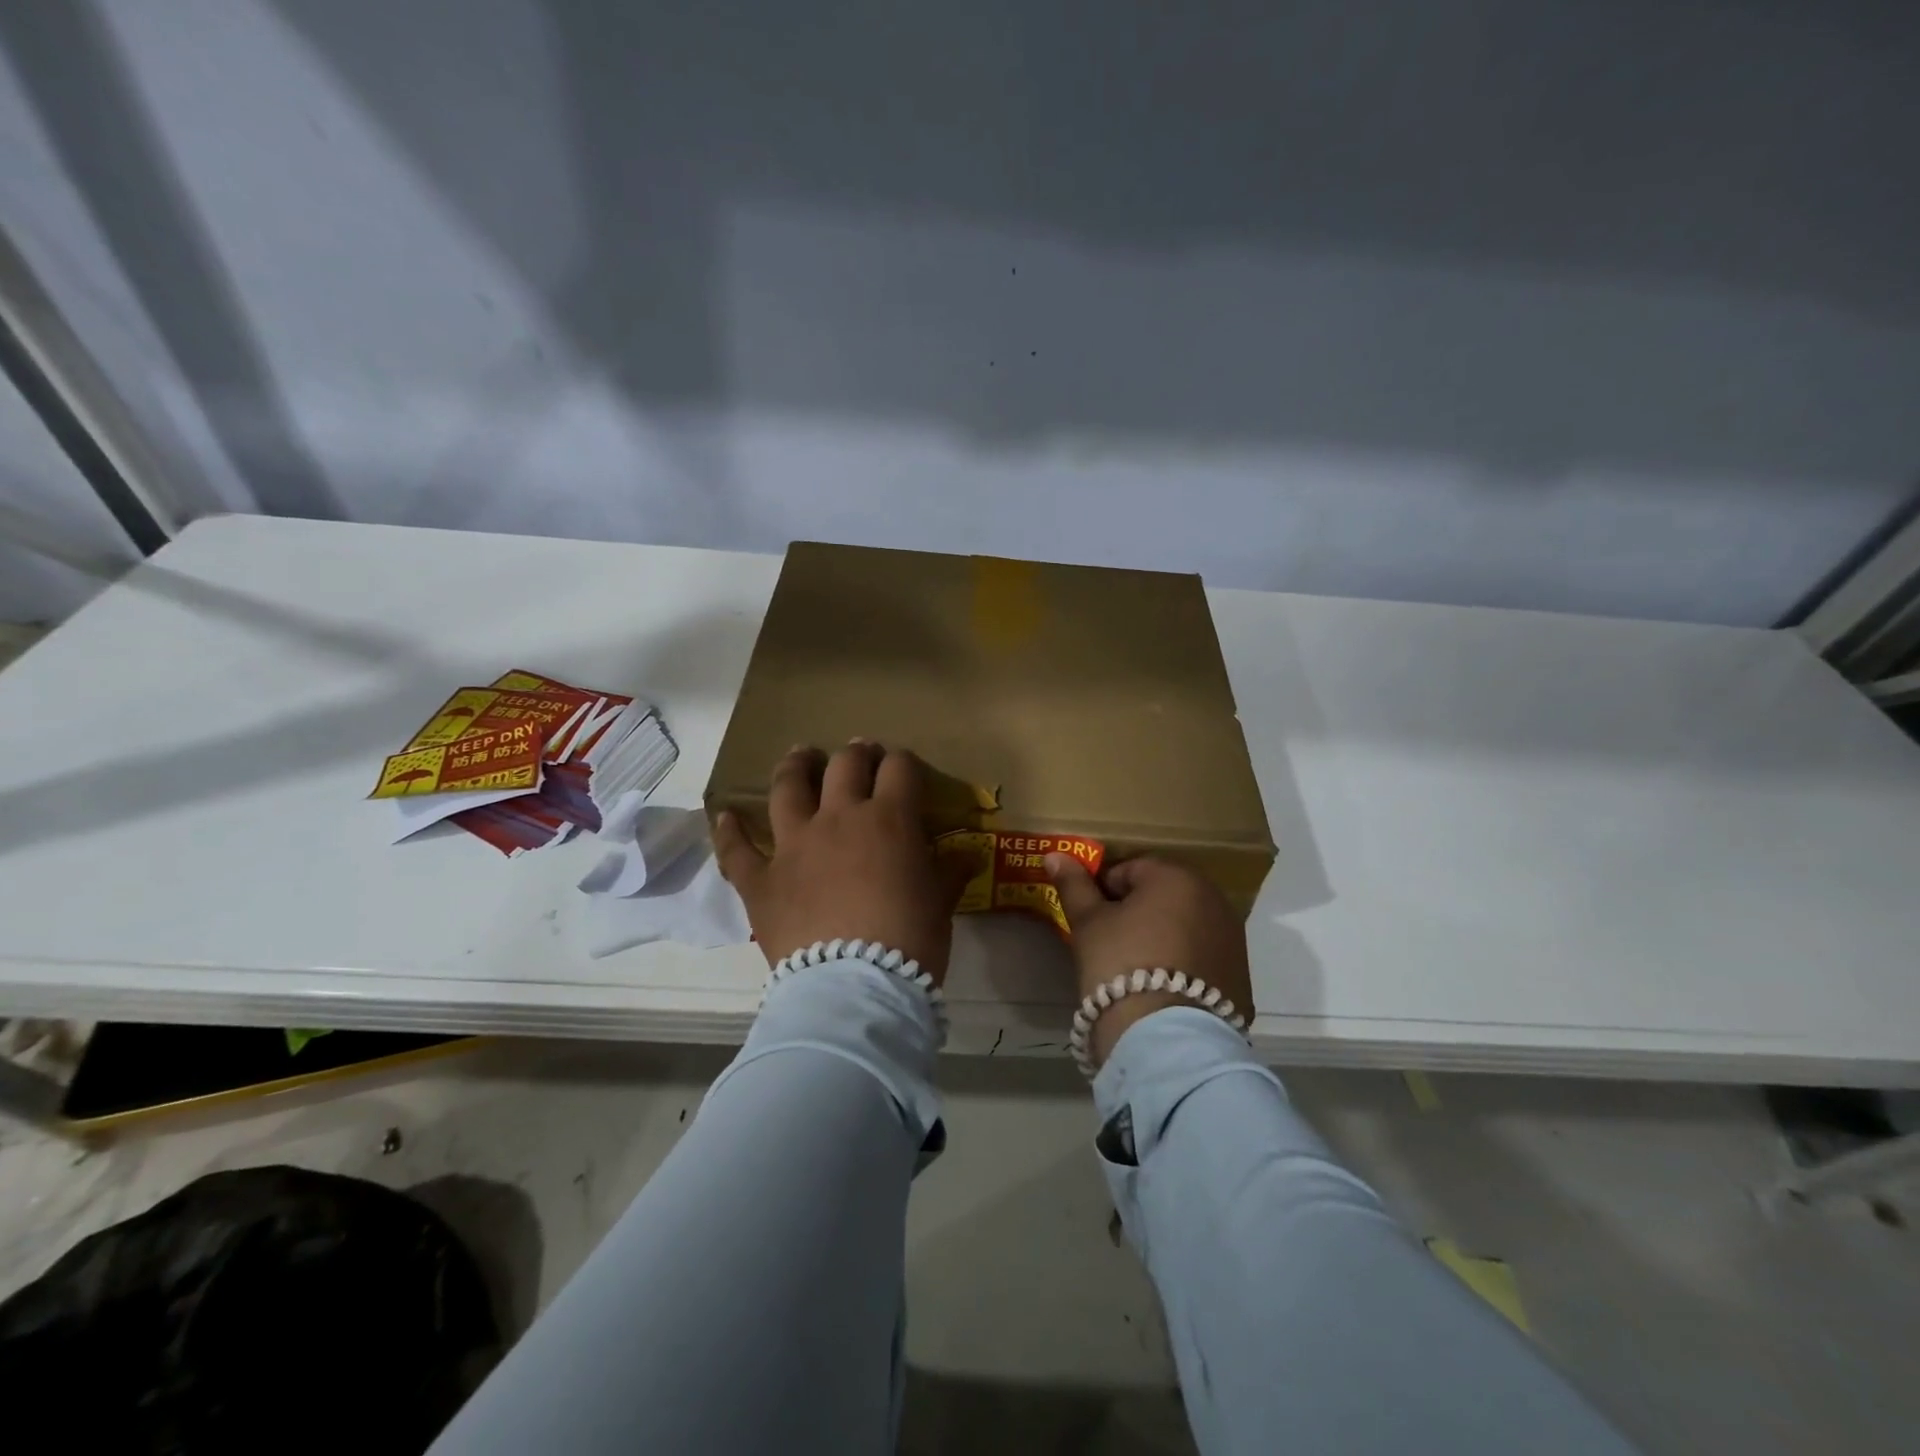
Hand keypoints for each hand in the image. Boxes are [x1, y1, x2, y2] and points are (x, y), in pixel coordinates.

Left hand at [714, 742, 974, 984]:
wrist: (855, 987)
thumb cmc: (909, 941)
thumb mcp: (940, 903)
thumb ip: (949, 872)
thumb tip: (967, 857)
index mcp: (888, 819)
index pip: (899, 769)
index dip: (903, 762)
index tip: (904, 768)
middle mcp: (838, 818)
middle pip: (844, 766)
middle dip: (856, 755)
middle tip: (860, 755)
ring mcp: (793, 845)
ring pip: (787, 788)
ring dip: (795, 767)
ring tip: (800, 757)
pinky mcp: (760, 879)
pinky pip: (737, 850)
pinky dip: (730, 831)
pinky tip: (725, 815)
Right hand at [1046, 855, 1252, 1068]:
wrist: (1166, 1040)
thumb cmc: (1121, 965)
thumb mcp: (1088, 923)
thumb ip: (1074, 885)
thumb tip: (1056, 855)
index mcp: (1176, 877)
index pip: (1129, 870)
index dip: (1104, 892)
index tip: (1092, 920)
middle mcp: (1213, 899)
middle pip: (1163, 895)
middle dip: (1138, 911)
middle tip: (1112, 943)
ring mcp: (1233, 938)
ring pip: (1186, 925)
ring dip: (1164, 935)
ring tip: (1138, 969)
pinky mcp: (1241, 976)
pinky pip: (1204, 957)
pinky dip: (1185, 964)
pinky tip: (1164, 990)